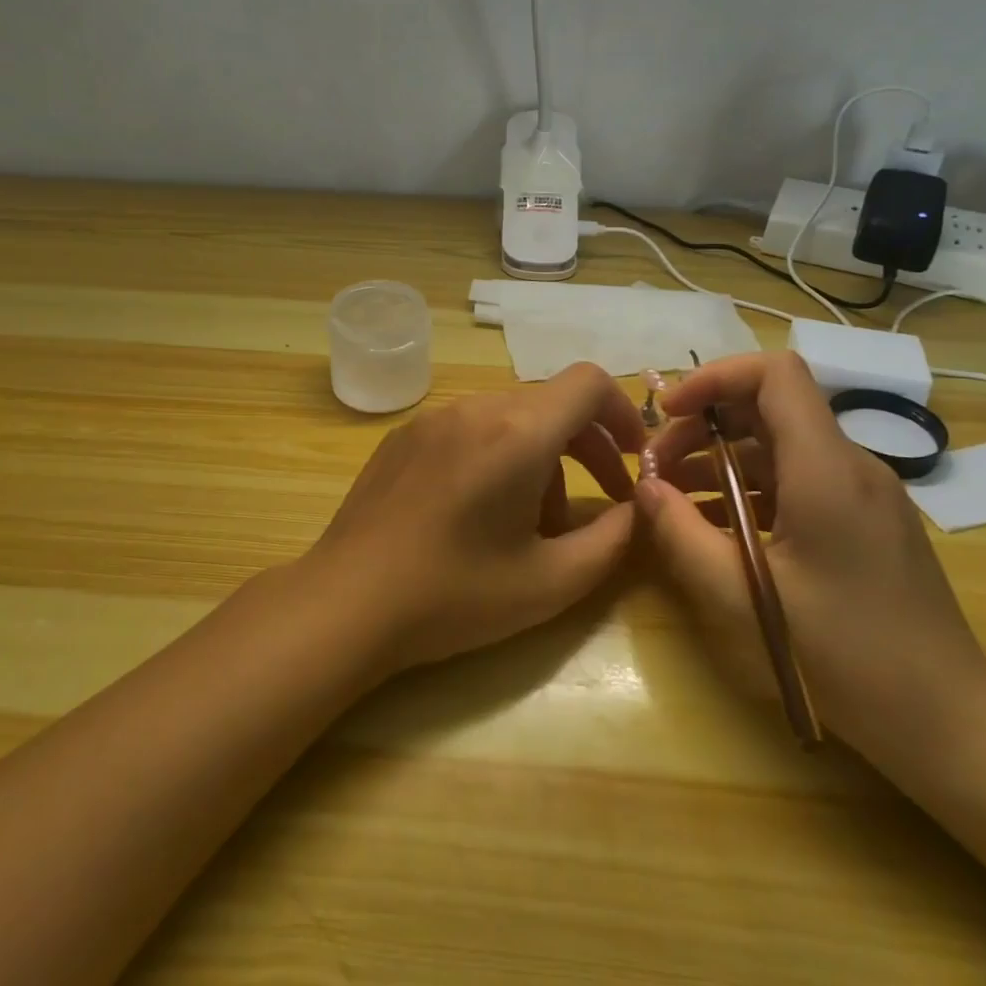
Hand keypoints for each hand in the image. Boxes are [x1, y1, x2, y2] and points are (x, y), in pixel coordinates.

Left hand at [301, 362, 644, 674]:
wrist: (347, 602)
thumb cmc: (454, 596)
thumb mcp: (552, 582)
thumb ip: (613, 540)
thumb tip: (639, 509)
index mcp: (516, 432)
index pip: (588, 382)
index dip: (622, 413)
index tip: (632, 459)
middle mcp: (475, 408)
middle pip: (551, 404)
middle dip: (587, 448)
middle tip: (602, 502)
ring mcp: (433, 418)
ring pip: (510, 419)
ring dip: (540, 458)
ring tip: (531, 524)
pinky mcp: (403, 436)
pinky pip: (469, 429)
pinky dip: (496, 455)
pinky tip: (478, 512)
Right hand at [637, 352, 985, 766]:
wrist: (947, 722)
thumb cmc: (844, 656)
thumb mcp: (741, 597)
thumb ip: (681, 533)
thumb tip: (645, 487)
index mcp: (826, 469)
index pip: (775, 374)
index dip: (714, 377)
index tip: (667, 412)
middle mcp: (851, 466)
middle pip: (768, 408)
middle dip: (702, 427)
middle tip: (655, 470)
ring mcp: (863, 494)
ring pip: (779, 446)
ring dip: (719, 461)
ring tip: (673, 500)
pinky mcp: (865, 521)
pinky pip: (797, 481)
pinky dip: (748, 490)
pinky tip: (715, 528)